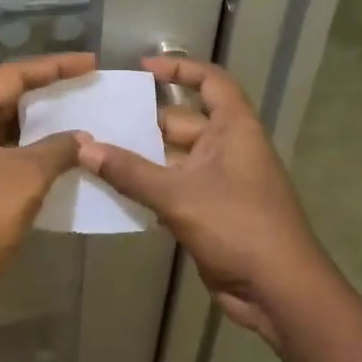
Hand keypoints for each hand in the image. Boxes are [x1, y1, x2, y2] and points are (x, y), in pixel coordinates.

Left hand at [0, 51, 94, 287]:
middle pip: (2, 96)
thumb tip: (83, 139)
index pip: (10, 76)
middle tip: (85, 84)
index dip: (53, 67)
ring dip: (38, 123)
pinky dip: (27, 148)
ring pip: (2, 125)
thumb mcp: (26, 175)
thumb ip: (59, 148)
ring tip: (78, 113)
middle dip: (45, 92)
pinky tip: (58, 150)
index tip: (90, 62)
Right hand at [77, 57, 331, 343]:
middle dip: (143, 122)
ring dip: (140, 159)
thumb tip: (83, 147)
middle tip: (97, 120)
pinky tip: (111, 192)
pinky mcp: (209, 213)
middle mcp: (228, 149)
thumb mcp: (179, 195)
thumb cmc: (237, 226)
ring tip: (93, 153)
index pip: (210, 82)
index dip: (179, 69)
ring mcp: (219, 182)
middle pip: (181, 123)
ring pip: (172, 160)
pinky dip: (147, 189)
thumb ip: (130, 172)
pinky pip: (172, 190)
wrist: (278, 291)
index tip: (142, 69)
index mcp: (234, 129)